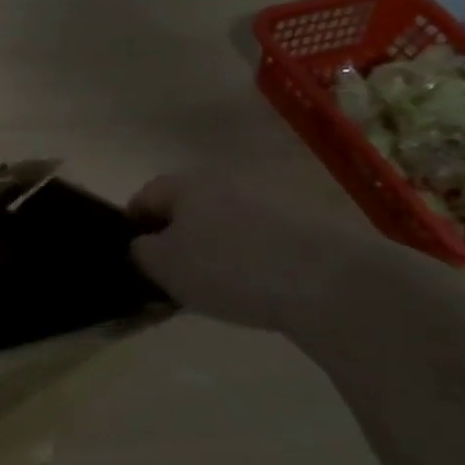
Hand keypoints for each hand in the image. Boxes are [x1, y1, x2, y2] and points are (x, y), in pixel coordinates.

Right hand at [129, 172, 370, 331]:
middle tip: (175, 276)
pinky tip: (260, 285)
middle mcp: (225, 178)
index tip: (136, 261)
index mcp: (186, 183)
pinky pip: (262, 234)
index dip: (132, 228)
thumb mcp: (165, 267)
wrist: (332, 281)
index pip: (144, 197)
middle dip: (177, 237)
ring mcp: (270, 195)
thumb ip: (141, 253)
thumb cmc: (230, 268)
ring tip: (220, 286)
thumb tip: (143, 247)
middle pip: (187, 206)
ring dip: (216, 245)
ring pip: (225, 220)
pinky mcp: (307, 219)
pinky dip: (252, 254)